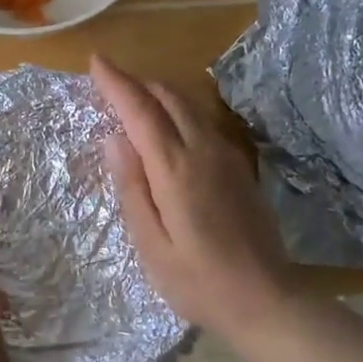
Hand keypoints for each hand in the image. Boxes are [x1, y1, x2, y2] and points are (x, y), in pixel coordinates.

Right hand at [92, 54, 291, 341]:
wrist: (266, 300)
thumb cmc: (198, 281)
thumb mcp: (151, 244)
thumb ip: (131, 187)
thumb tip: (114, 138)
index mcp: (176, 169)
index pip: (141, 111)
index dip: (116, 82)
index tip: (96, 61)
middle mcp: (204, 151)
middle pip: (168, 98)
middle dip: (137, 83)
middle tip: (108, 84)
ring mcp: (227, 157)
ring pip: (189, 106)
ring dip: (158, 95)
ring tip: (132, 101)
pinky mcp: (239, 168)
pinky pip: (203, 123)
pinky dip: (178, 113)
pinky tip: (168, 130)